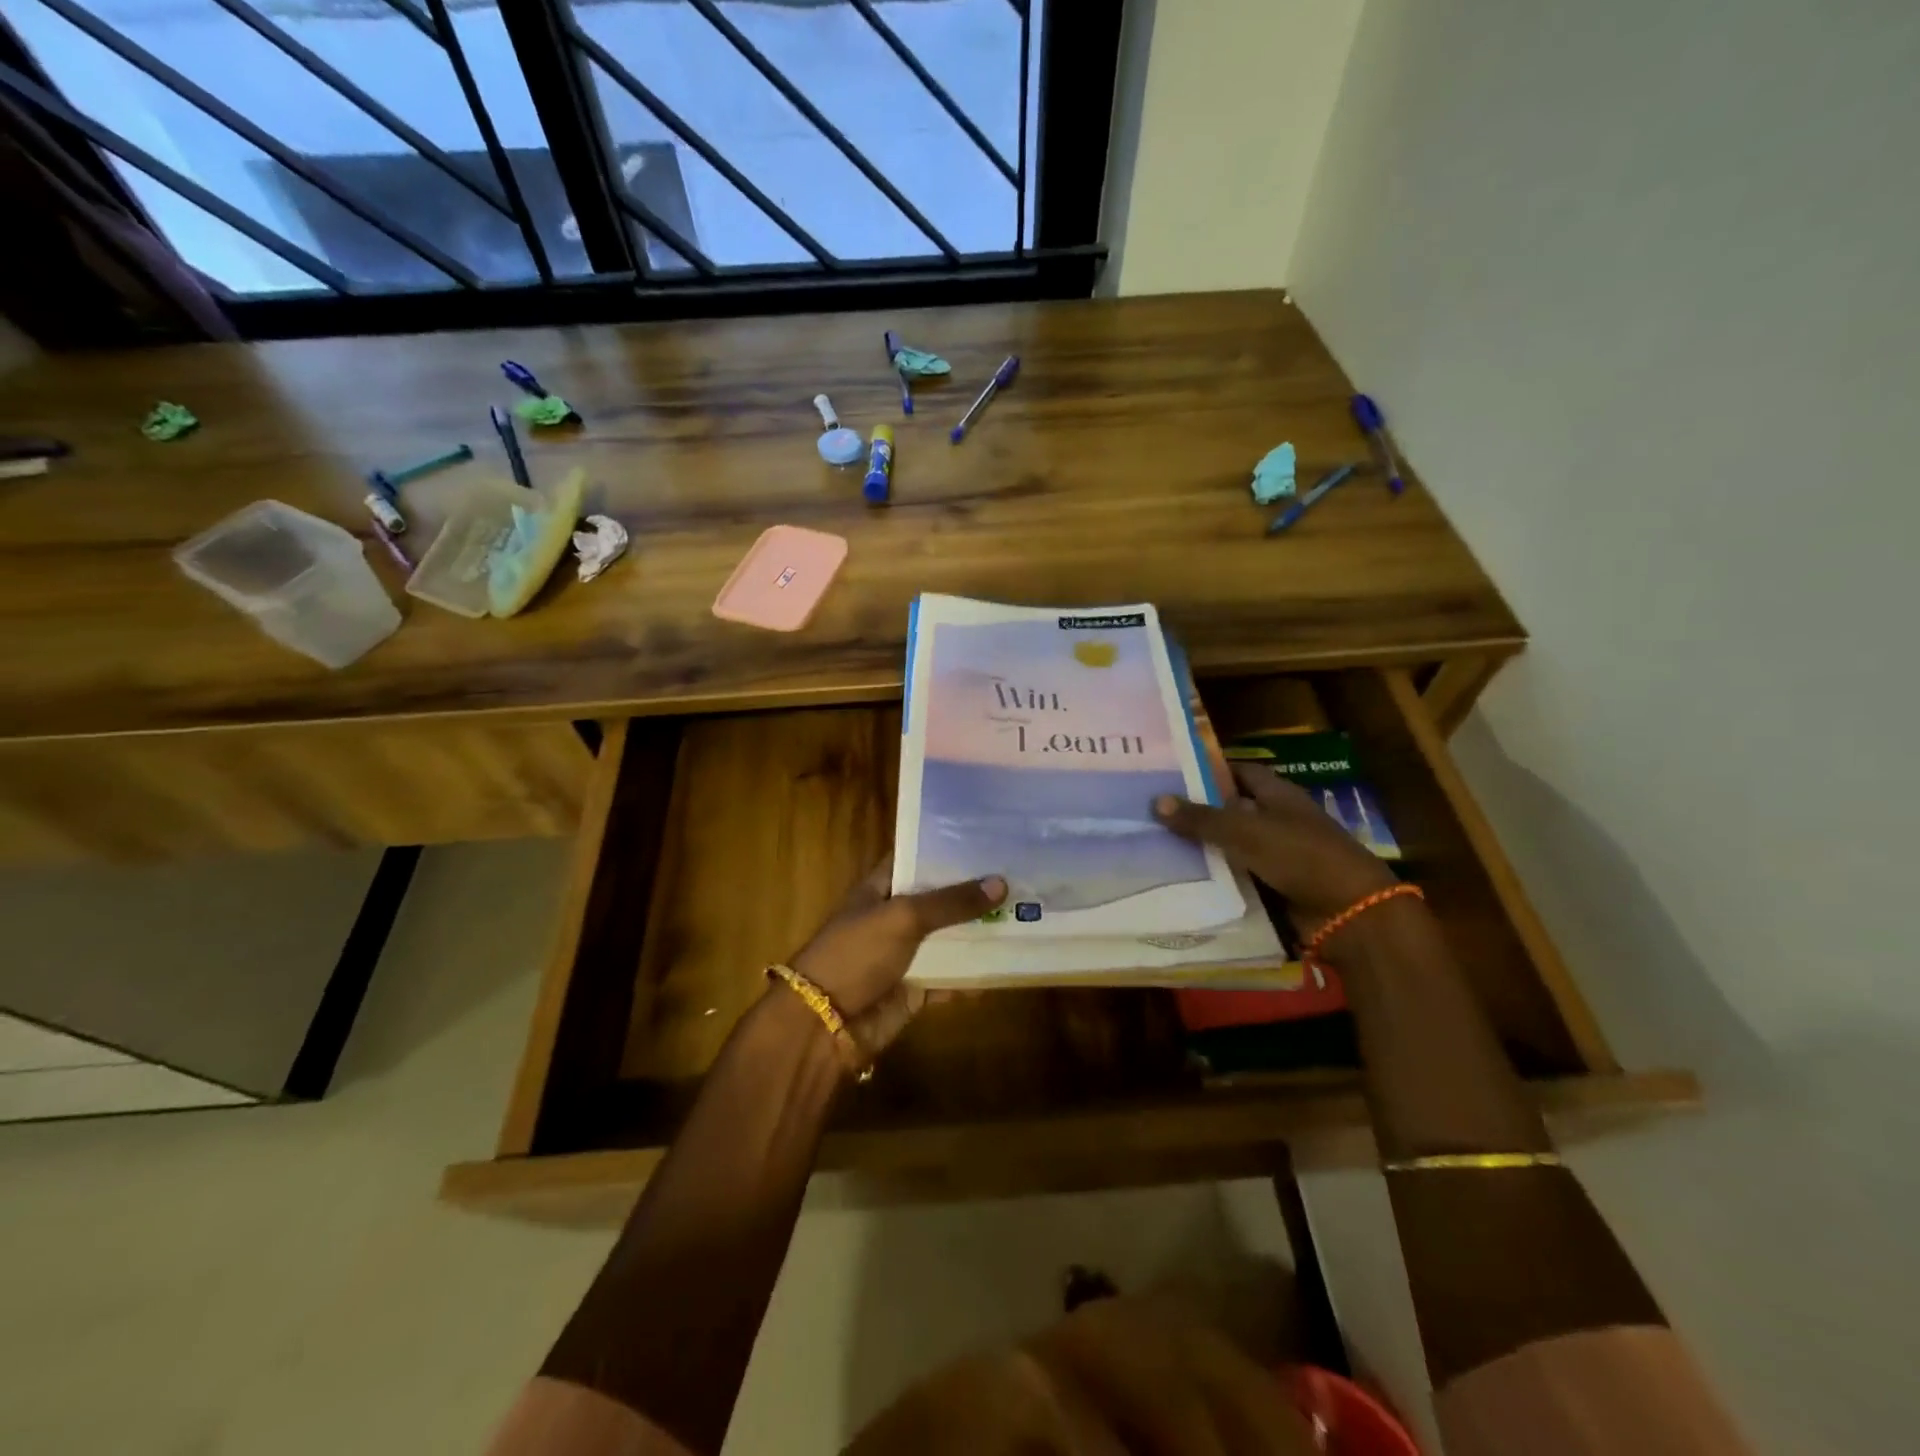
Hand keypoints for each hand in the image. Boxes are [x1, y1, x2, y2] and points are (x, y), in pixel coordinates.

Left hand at [788, 857, 1005, 1059]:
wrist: (825, 1023)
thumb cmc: (856, 954)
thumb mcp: (903, 917)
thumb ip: (951, 902)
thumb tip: (1001, 884)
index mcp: (880, 888)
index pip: (915, 858)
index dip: (946, 848)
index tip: (986, 839)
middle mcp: (893, 917)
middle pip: (938, 899)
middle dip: (973, 891)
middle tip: (1019, 875)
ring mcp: (905, 954)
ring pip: (948, 939)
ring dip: (978, 932)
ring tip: (1025, 914)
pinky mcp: (915, 989)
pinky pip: (950, 977)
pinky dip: (973, 975)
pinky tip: (1007, 964)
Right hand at [1154, 763, 1397, 936]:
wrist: (1349, 913)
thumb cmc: (1302, 856)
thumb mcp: (1246, 832)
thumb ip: (1202, 818)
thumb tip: (1155, 801)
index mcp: (1278, 795)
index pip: (1238, 772)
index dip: (1208, 770)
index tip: (1170, 773)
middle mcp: (1276, 820)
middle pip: (1230, 810)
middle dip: (1196, 810)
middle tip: (1149, 810)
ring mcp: (1276, 855)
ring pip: (1229, 845)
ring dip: (1200, 847)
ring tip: (1152, 842)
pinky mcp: (1273, 886)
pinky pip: (1235, 876)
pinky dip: (1212, 877)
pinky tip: (1177, 877)